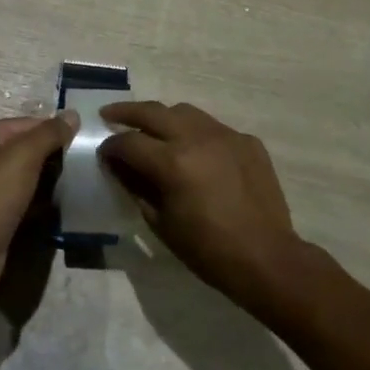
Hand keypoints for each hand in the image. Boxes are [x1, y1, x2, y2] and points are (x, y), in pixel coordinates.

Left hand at [0, 112, 77, 289]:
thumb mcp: (23, 156)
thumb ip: (49, 133)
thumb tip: (73, 113)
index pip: (29, 123)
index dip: (56, 131)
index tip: (84, 144)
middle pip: (28, 147)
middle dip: (55, 155)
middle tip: (85, 164)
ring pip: (29, 174)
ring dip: (51, 178)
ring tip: (79, 182)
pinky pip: (26, 196)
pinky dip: (42, 199)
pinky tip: (63, 203)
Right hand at [99, 101, 301, 311]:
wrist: (266, 258)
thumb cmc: (207, 249)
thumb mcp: (160, 222)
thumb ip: (136, 187)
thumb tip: (118, 166)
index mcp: (172, 161)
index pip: (129, 142)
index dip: (111, 147)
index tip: (103, 153)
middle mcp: (197, 138)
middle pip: (152, 112)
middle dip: (126, 113)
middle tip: (109, 115)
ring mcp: (226, 135)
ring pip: (185, 112)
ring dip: (163, 117)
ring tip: (152, 128)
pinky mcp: (247, 141)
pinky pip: (213, 127)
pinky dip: (196, 133)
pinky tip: (194, 150)